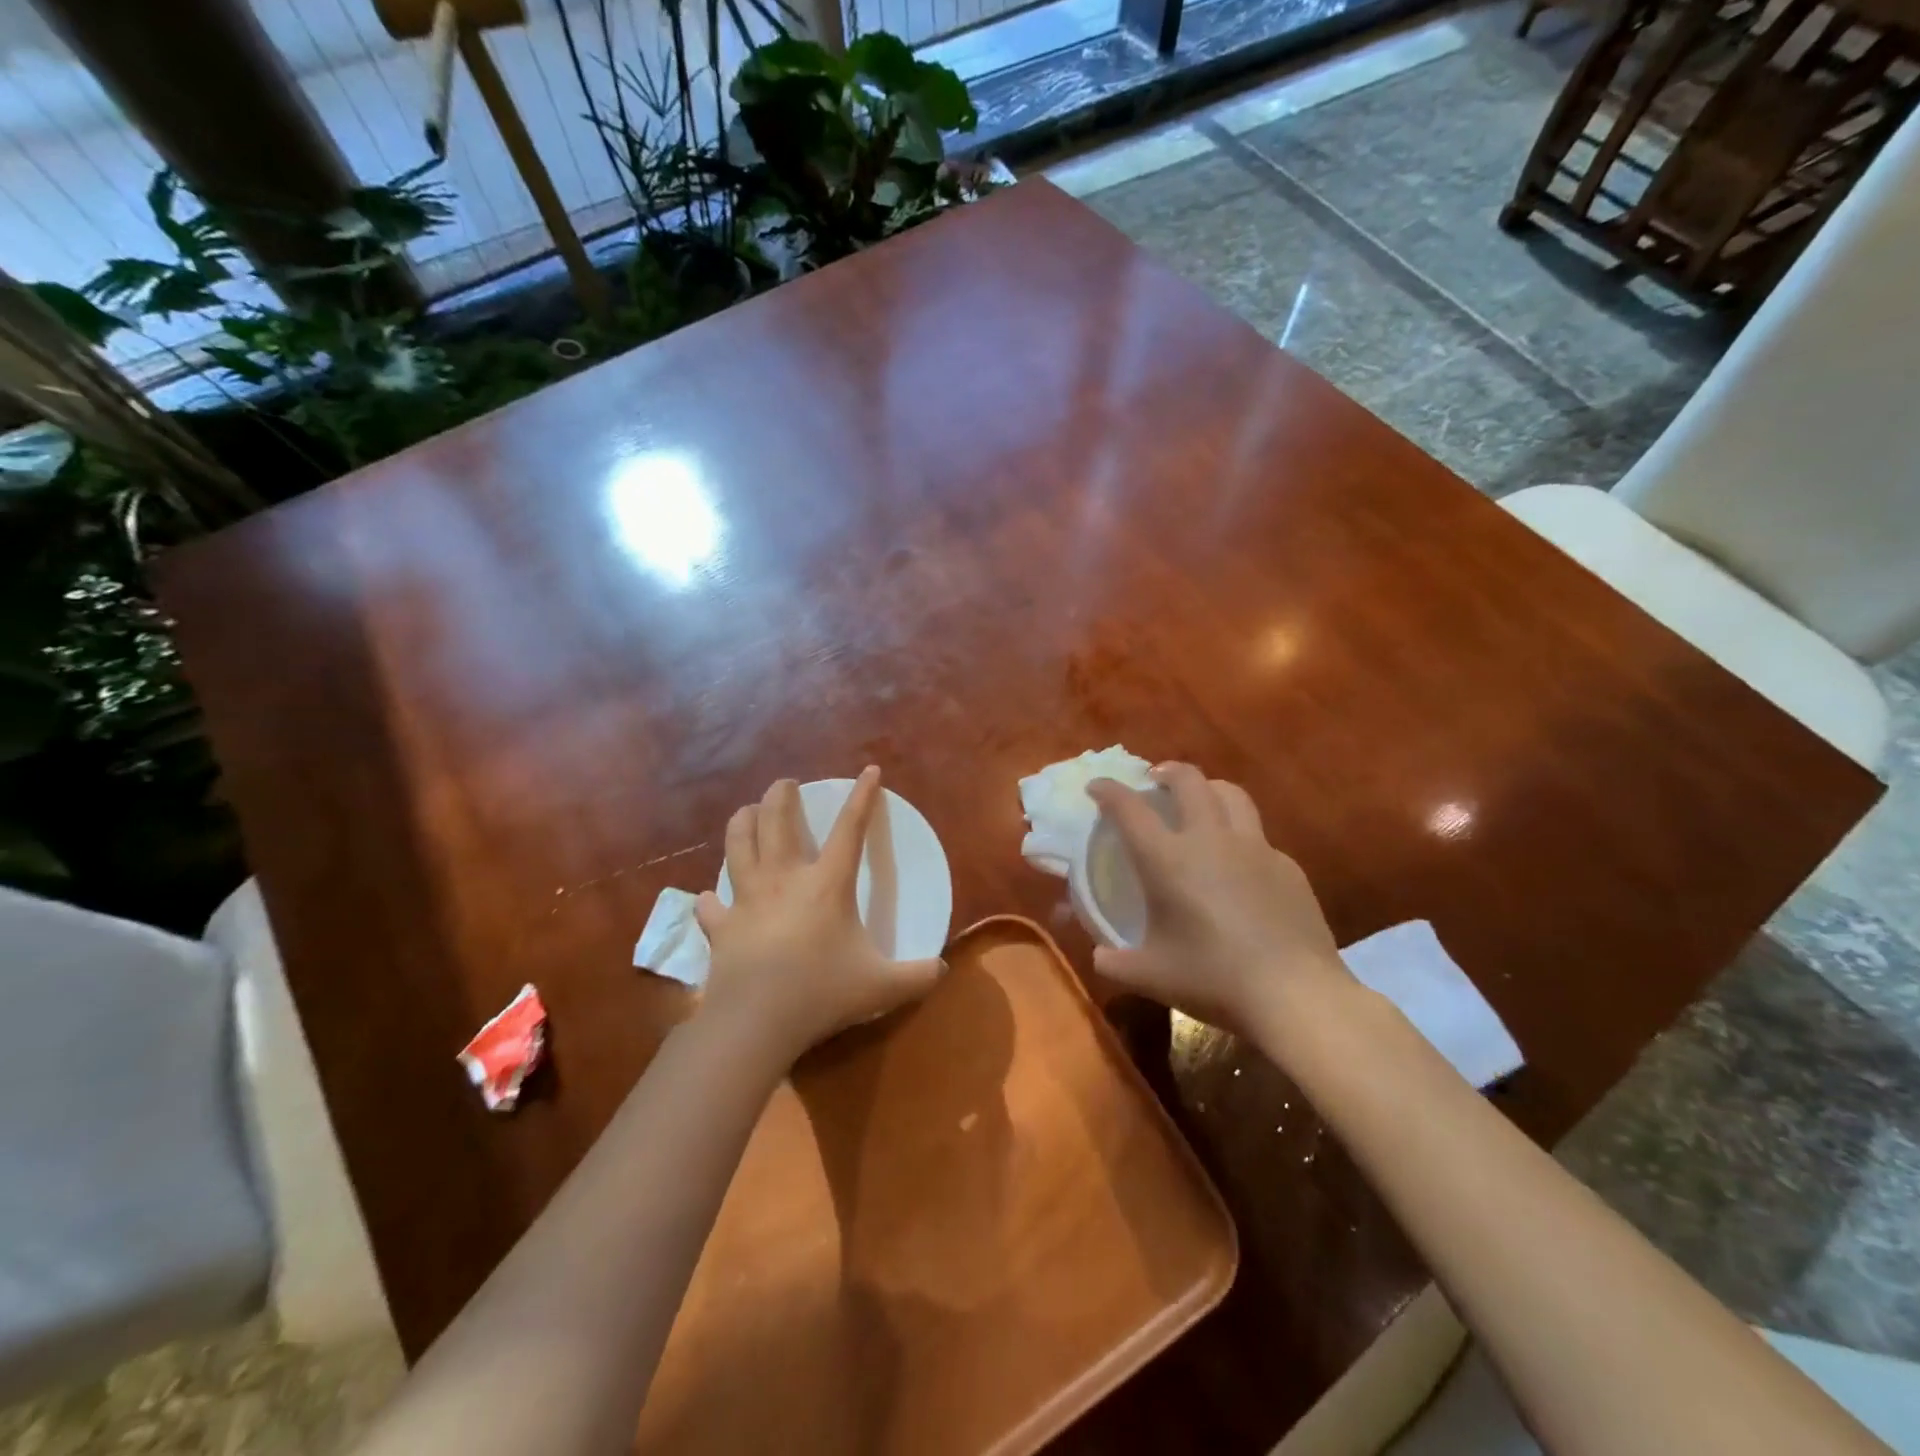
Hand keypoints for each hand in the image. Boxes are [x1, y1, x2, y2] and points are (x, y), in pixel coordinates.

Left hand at [695, 768, 943, 1063]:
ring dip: (741, 822)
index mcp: (826, 884)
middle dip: (781, 795)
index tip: (869, 770)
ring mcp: (747, 899)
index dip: (863, 796)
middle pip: (776, 820)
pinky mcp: (720, 927)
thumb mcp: (882, 987)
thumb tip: (943, 970)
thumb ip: (917, 976)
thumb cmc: (822, 993)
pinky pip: (709, 905)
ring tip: (746, 812)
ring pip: (737, 845)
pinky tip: (709, 898)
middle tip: (785, 785)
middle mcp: (784, 879)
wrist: (756, 1021)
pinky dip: (709, 899)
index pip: (850, 828)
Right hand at [1086, 763, 1352, 1041]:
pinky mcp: (1287, 867)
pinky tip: (1240, 865)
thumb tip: (1100, 956)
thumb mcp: (1151, 977)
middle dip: (1167, 771)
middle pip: (1189, 781)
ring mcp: (1255, 849)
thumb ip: (1116, 963)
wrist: (1296, 995)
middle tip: (1156, 779)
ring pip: (1231, 794)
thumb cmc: (1213, 979)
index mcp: (1168, 860)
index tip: (1097, 787)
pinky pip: (1259, 836)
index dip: (1108, 790)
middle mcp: (1210, 840)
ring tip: (1201, 800)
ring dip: (1209, 788)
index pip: (1129, 808)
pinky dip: (1240, 836)